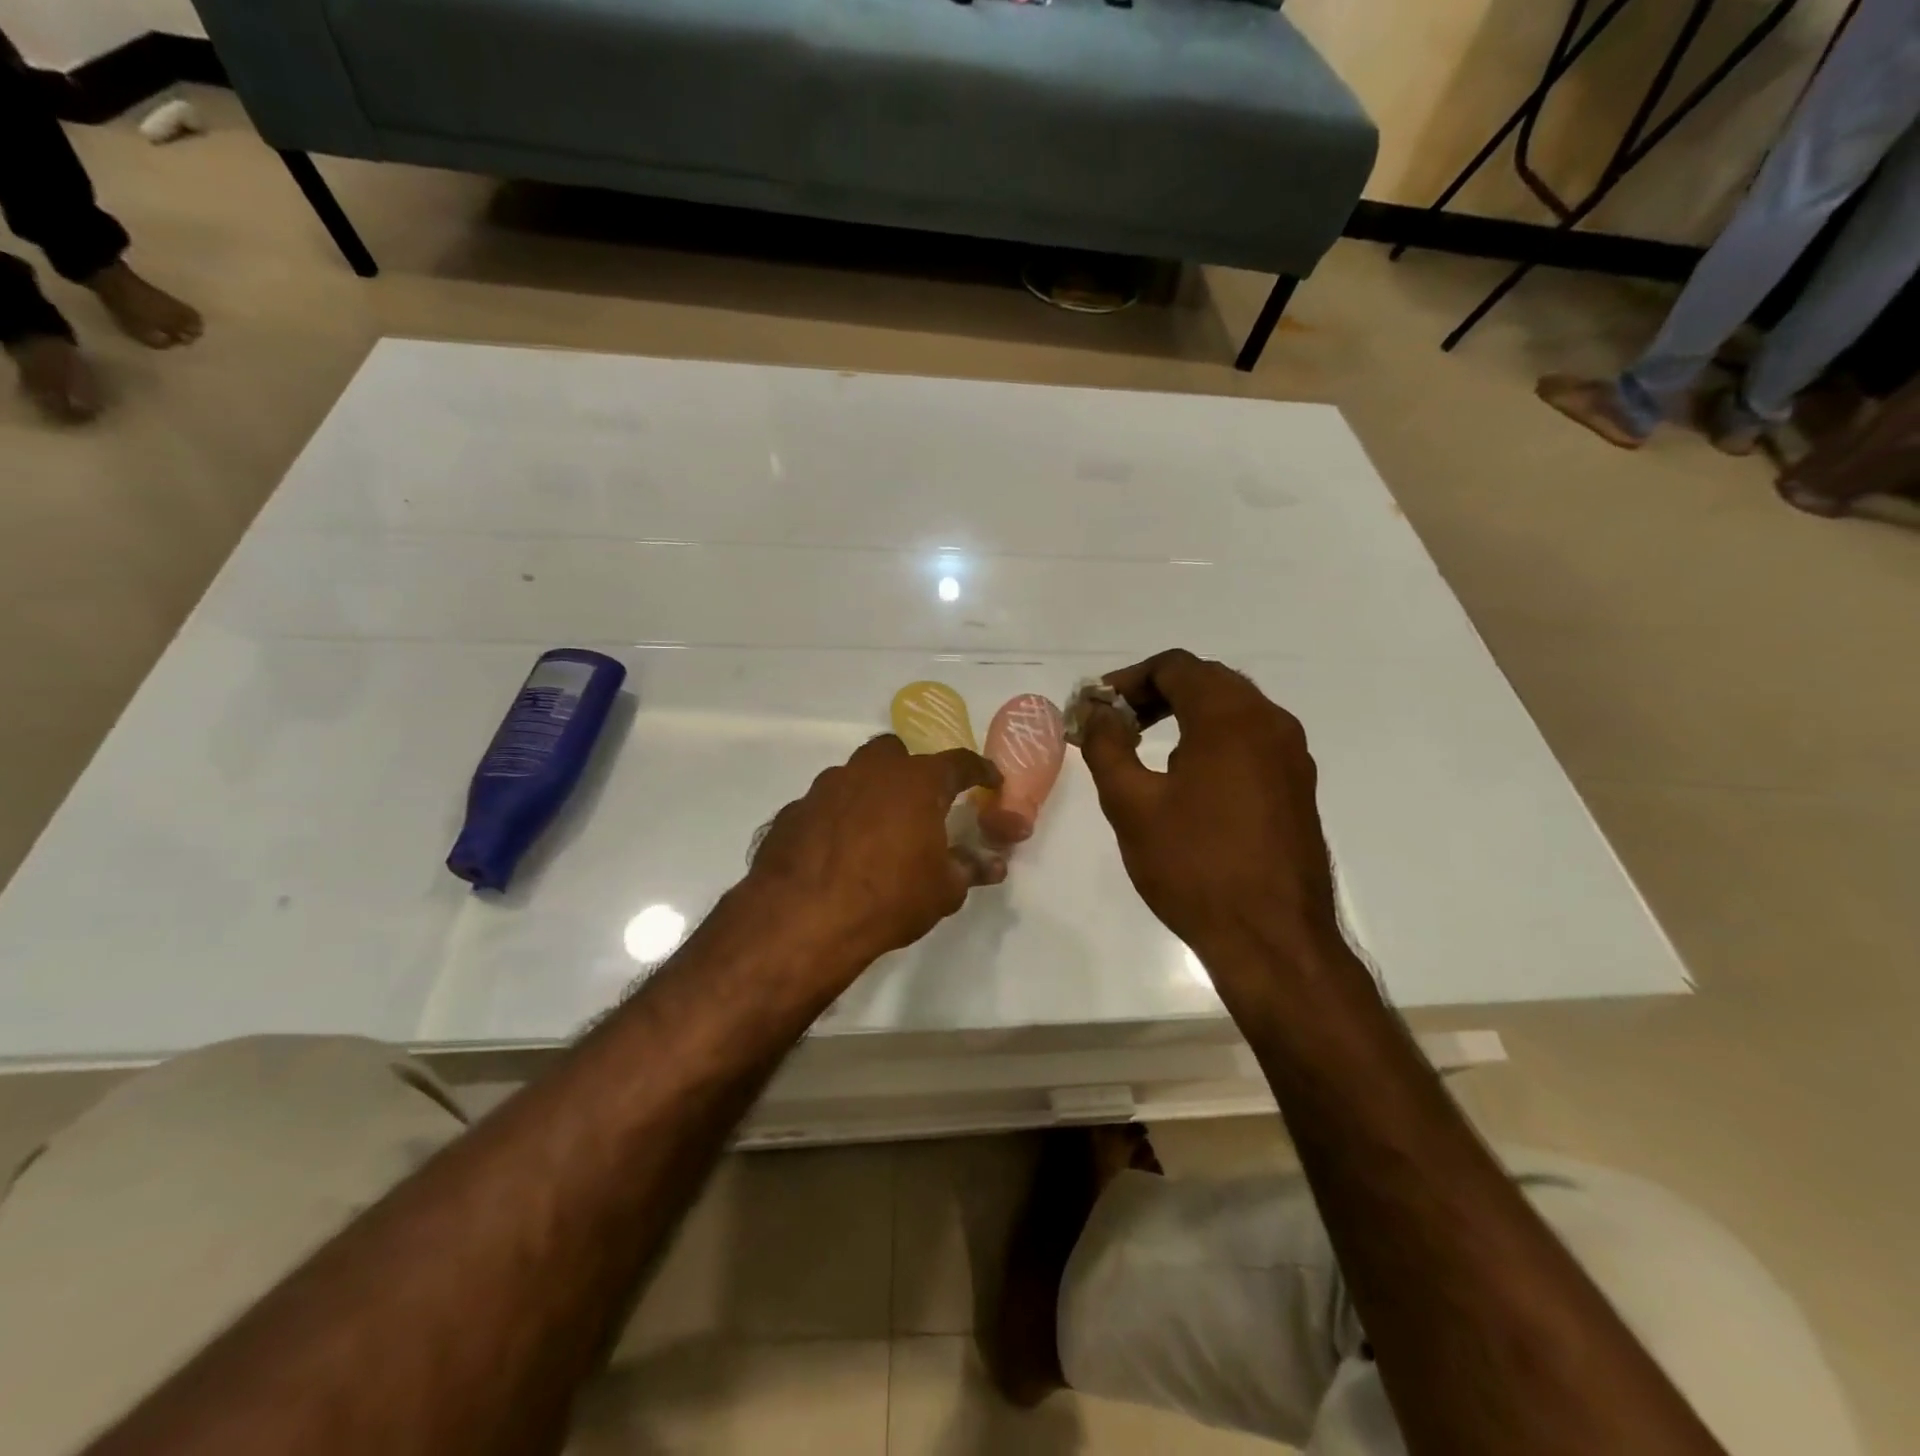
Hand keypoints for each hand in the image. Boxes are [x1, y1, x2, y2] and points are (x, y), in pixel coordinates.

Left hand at [747, 735, 1003, 969]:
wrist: (803, 919)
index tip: (990, 780)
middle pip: (895, 752)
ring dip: (869, 793)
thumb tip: (994, 864)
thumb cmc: (889, 898)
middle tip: (920, 803)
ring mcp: (825, 787)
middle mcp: (870, 771)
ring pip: (854, 775)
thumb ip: (969, 869)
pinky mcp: (793, 810)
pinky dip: (836, 818)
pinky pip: (823, 805)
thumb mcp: (943, 890)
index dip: (978, 770)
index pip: (958, 763)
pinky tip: (836, 850)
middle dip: (910, 770)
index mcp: (916, 781)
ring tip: (875, 830)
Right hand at [1078, 649, 1341, 972]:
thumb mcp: (1131, 804)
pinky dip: (1213, 739)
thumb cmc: (1193, 865)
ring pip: (1233, 710)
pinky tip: (1186, 777)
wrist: (1272, 938)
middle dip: (1156, 693)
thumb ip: (1107, 747)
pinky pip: (1251, 740)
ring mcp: (1291, 755)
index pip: (1176, 667)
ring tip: (1144, 747)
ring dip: (1186, 714)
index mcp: (1230, 717)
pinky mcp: (1298, 786)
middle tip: (1116, 723)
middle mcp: (1270, 722)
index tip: (1098, 706)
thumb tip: (1099, 714)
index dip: (1129, 679)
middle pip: (1207, 681)